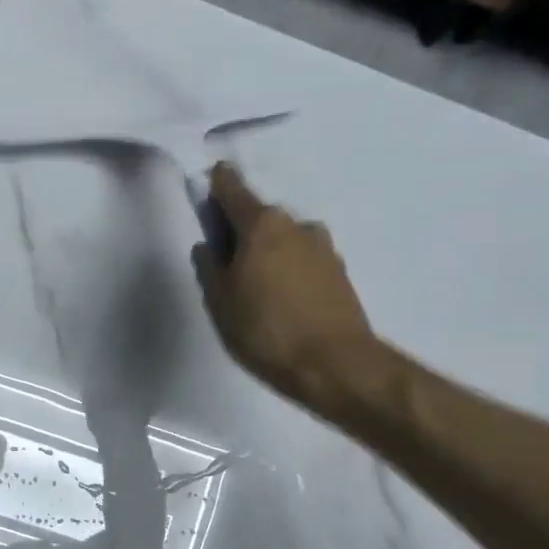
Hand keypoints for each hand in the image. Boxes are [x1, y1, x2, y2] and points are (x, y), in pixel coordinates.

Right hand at [193, 163, 386, 411]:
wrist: (335, 364)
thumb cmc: (265, 330)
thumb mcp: (220, 302)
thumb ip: (209, 267)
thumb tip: (208, 246)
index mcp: (262, 224)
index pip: (233, 188)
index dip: (217, 184)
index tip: (208, 187)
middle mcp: (296, 224)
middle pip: (260, 216)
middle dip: (241, 230)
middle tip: (226, 261)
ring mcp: (323, 247)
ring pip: (284, 239)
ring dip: (268, 252)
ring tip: (256, 287)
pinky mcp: (340, 271)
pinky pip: (303, 259)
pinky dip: (289, 269)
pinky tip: (282, 299)